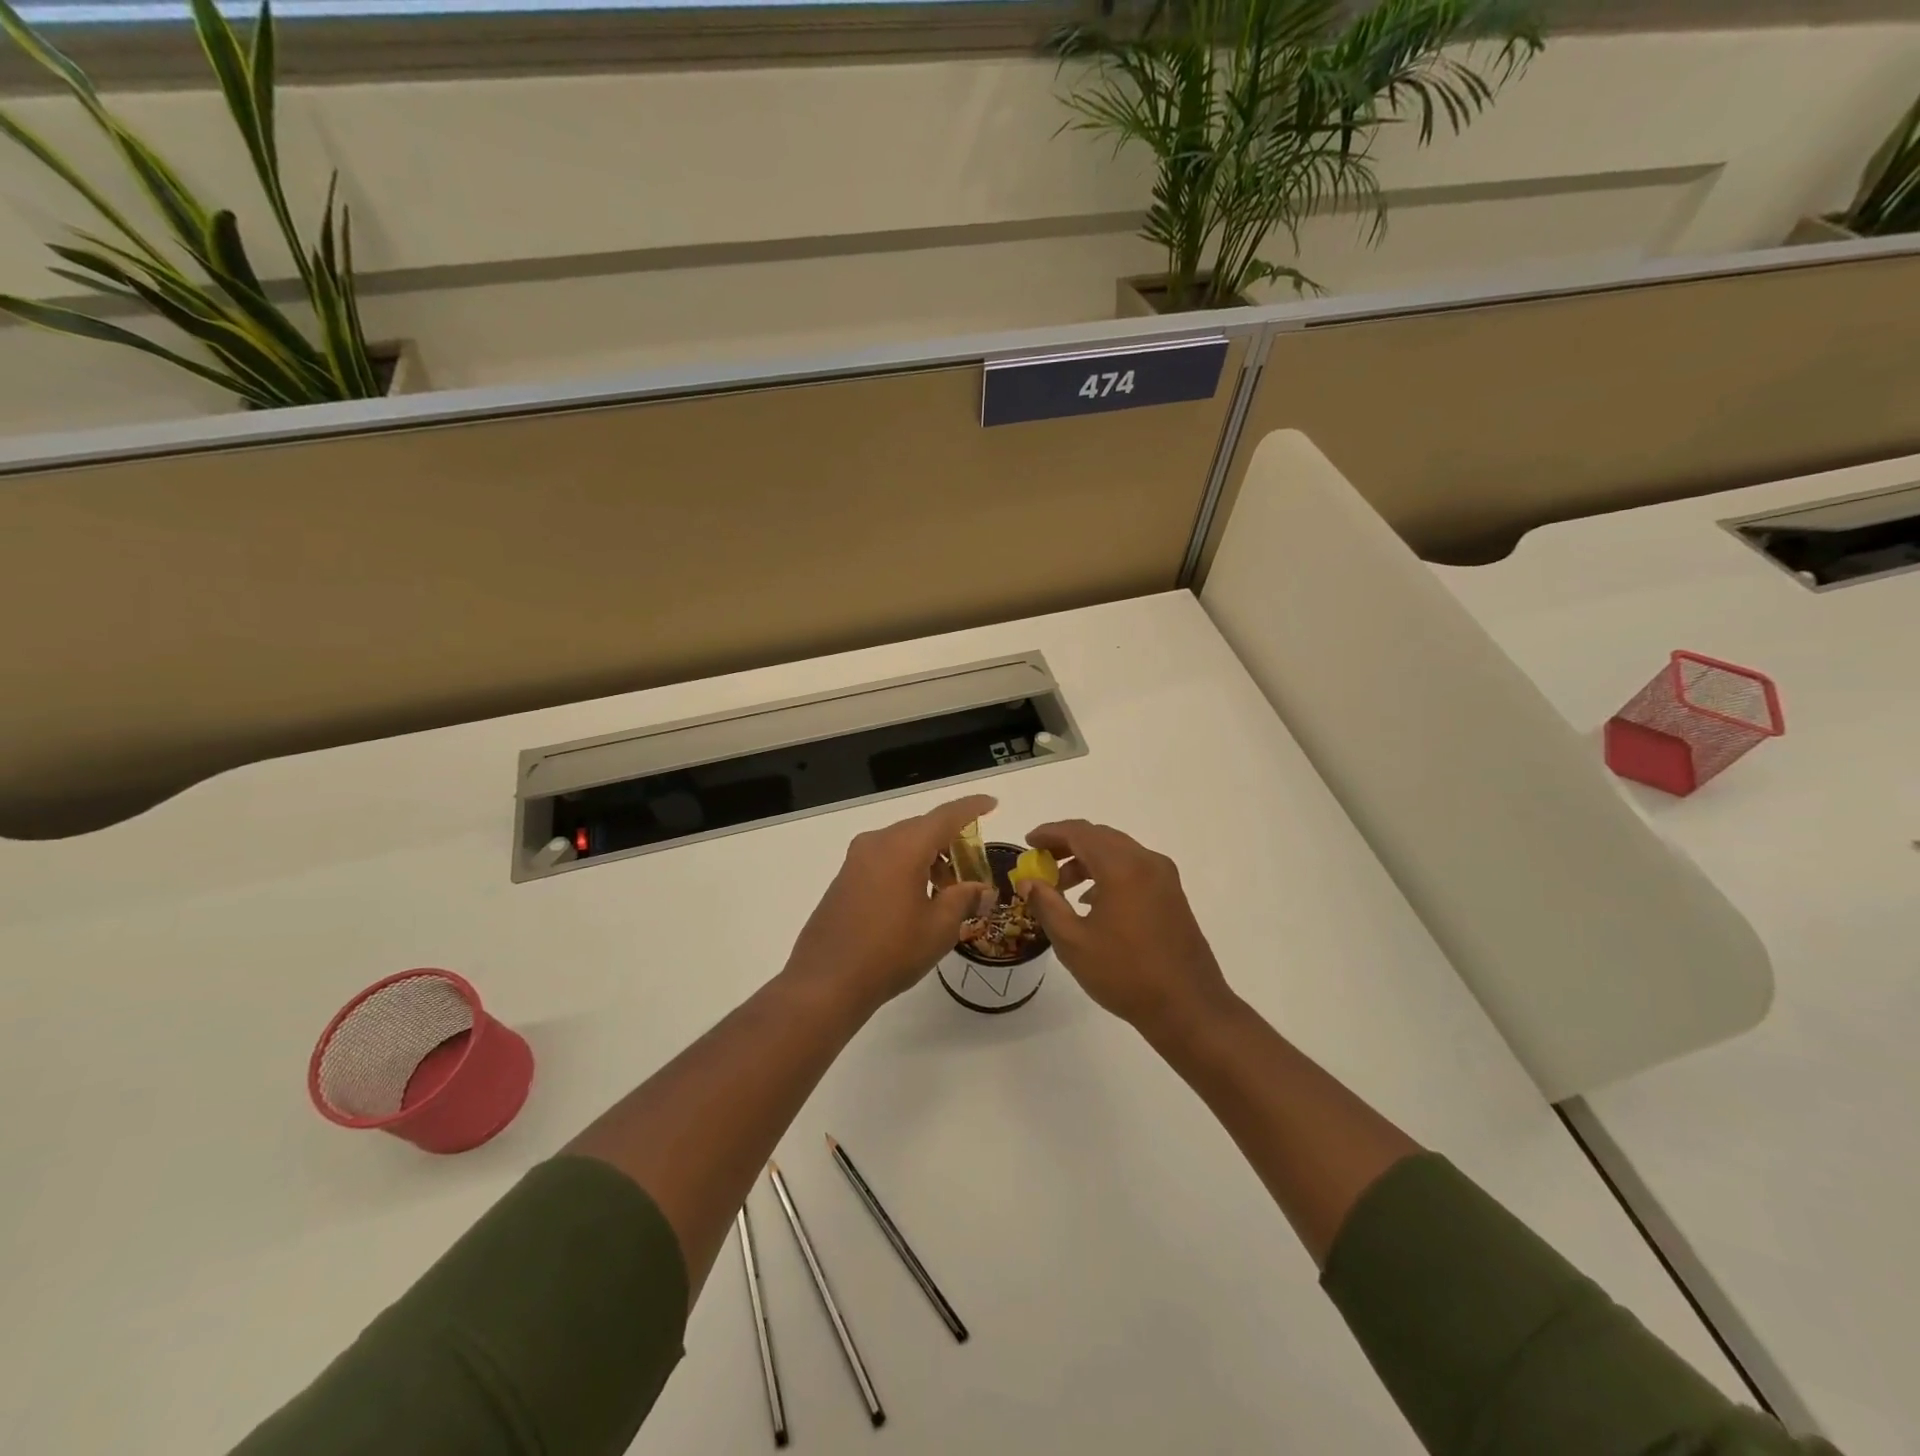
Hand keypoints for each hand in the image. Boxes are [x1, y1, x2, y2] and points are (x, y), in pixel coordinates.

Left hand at [784, 794, 998, 1015]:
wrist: (826, 982)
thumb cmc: (890, 952)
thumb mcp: (939, 928)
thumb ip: (964, 899)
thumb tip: (982, 889)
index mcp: (903, 847)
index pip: (946, 816)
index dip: (971, 808)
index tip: (992, 804)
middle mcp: (878, 843)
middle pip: (923, 828)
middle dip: (951, 841)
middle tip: (973, 864)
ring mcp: (856, 860)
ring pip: (903, 844)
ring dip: (929, 857)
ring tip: (948, 890)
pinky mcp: (845, 878)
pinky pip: (885, 859)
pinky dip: (907, 867)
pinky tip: (918, 898)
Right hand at [1018, 821, 1234, 1036]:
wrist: (1188, 1007)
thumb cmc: (1125, 974)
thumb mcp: (1073, 942)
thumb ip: (1047, 904)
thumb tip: (1028, 881)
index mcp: (1123, 867)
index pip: (1080, 833)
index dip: (1050, 833)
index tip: (1028, 843)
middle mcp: (1147, 862)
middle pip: (1100, 838)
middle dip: (1067, 845)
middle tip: (1041, 862)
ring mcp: (1164, 878)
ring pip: (1118, 853)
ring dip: (1087, 861)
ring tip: (1061, 886)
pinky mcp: (1172, 895)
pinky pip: (1134, 869)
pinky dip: (1108, 873)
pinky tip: (1093, 902)